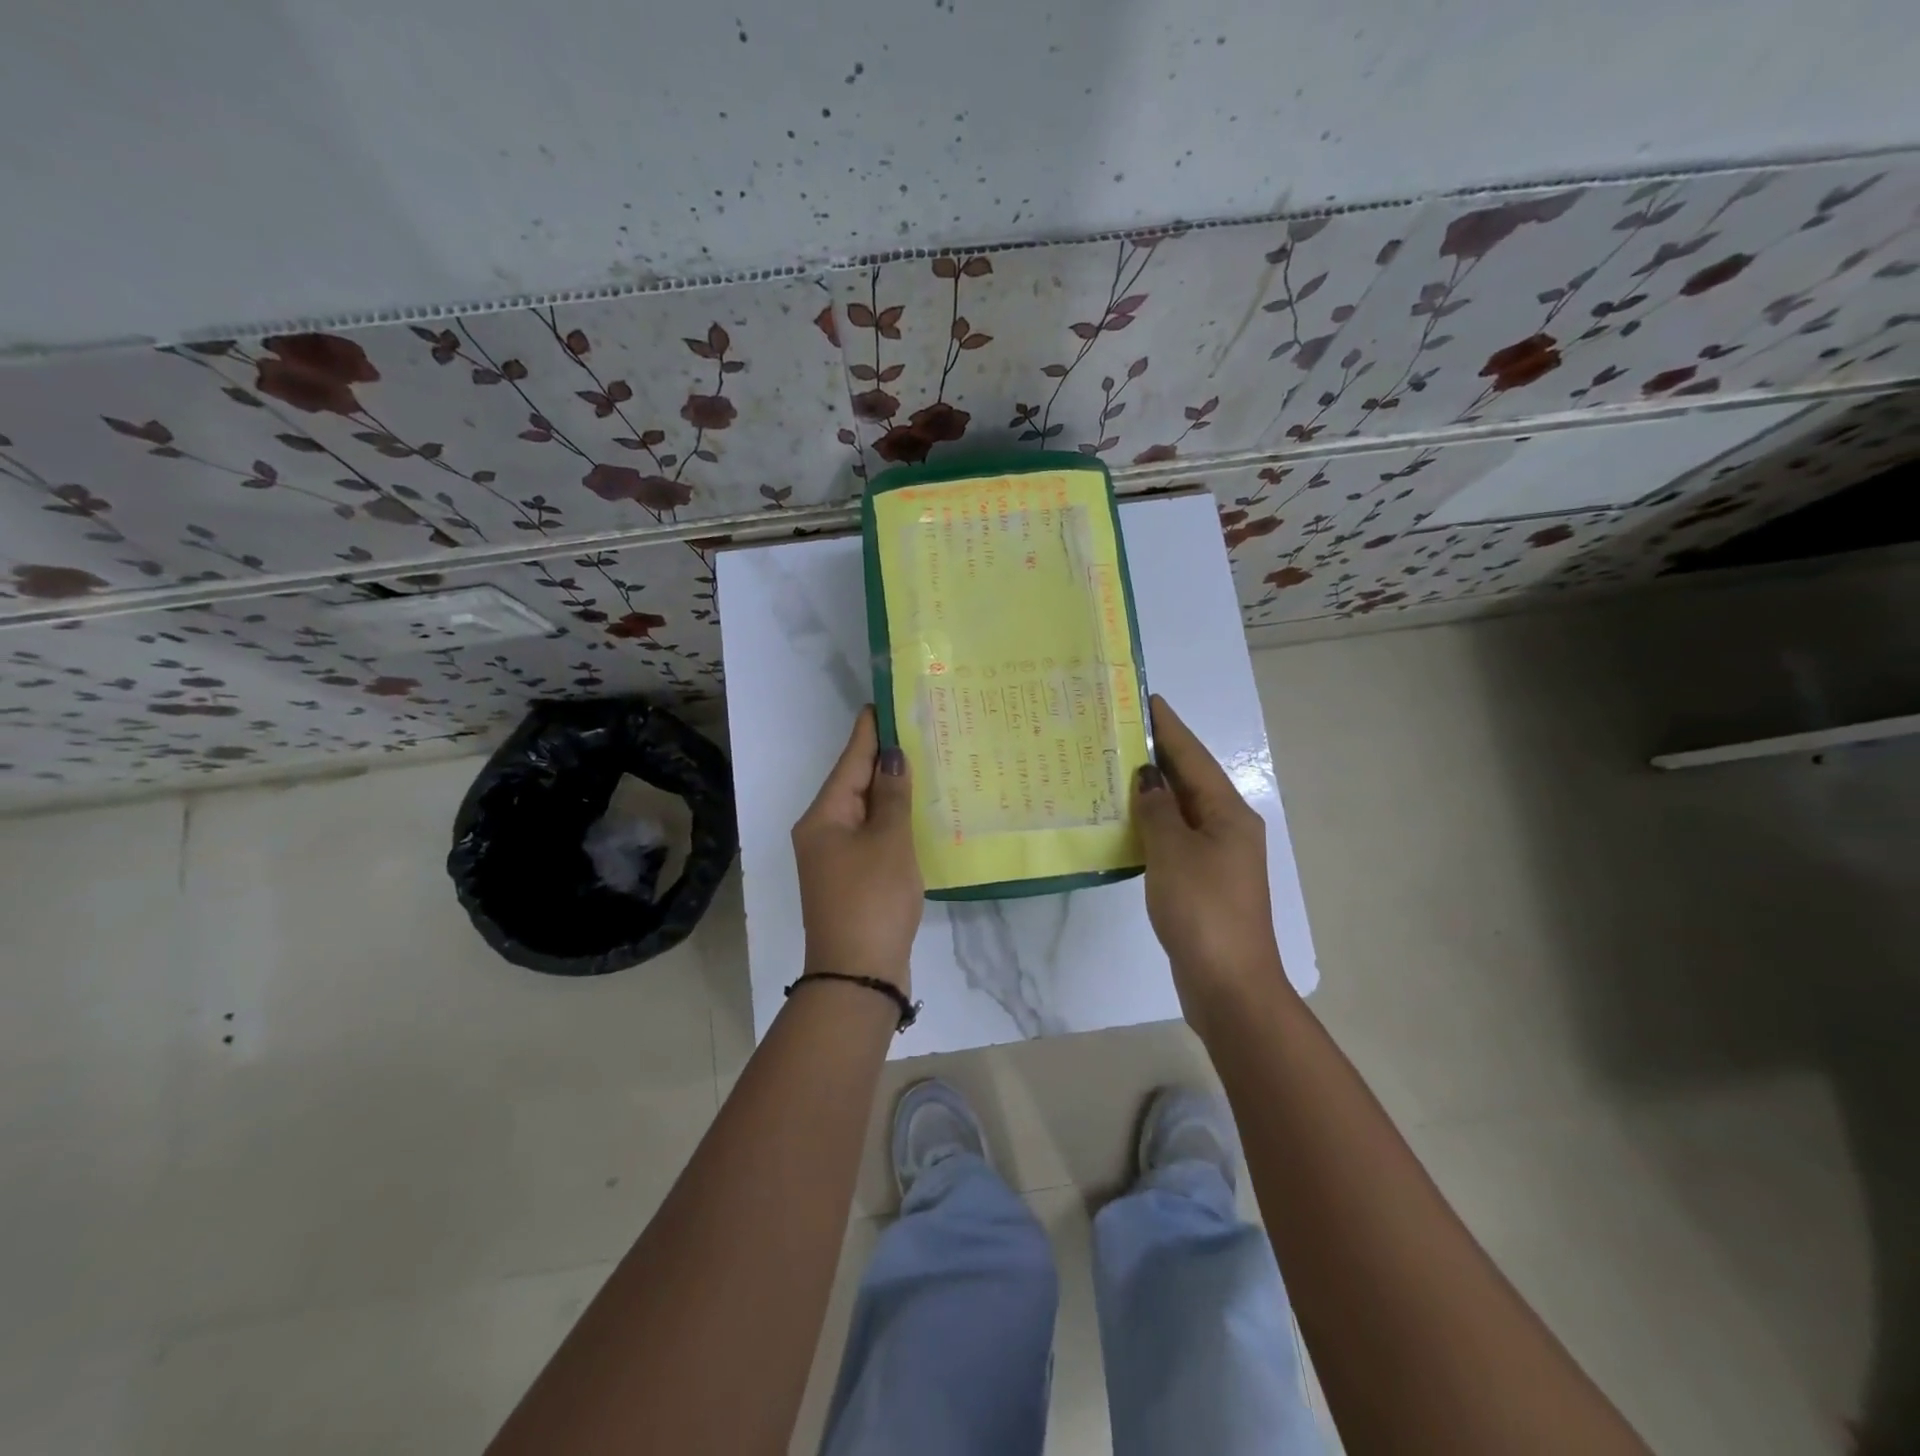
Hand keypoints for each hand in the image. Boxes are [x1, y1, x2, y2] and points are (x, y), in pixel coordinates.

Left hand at [791, 706, 922, 992]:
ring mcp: (836, 858)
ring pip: (865, 811)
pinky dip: (893, 821)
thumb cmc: (872, 899)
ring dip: (890, 790)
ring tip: (922, 761)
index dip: (869, 731)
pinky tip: (916, 811)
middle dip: (883, 758)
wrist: (859, 975)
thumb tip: (892, 755)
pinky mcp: (853, 878)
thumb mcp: (888, 841)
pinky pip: (873, 836)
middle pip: (854, 784)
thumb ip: (891, 795)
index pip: (849, 761)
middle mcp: (823, 832)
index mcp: (823, 817)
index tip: (883, 701)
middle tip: (916, 728)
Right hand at [1132, 693, 1289, 1026]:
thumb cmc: (1203, 910)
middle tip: (1116, 730)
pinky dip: (1151, 824)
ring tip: (1113, 768)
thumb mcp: (1174, 852)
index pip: (1192, 756)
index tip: (1144, 698)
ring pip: (1180, 810)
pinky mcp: (1202, 882)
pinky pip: (1173, 838)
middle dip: (1156, 754)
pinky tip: (1124, 822)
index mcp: (1227, 813)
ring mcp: (1216, 857)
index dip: (1168, 727)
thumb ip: (1157, 809)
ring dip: (1151, 789)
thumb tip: (1147, 777)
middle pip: (1189, 779)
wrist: (1230, 985)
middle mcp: (1227, 828)